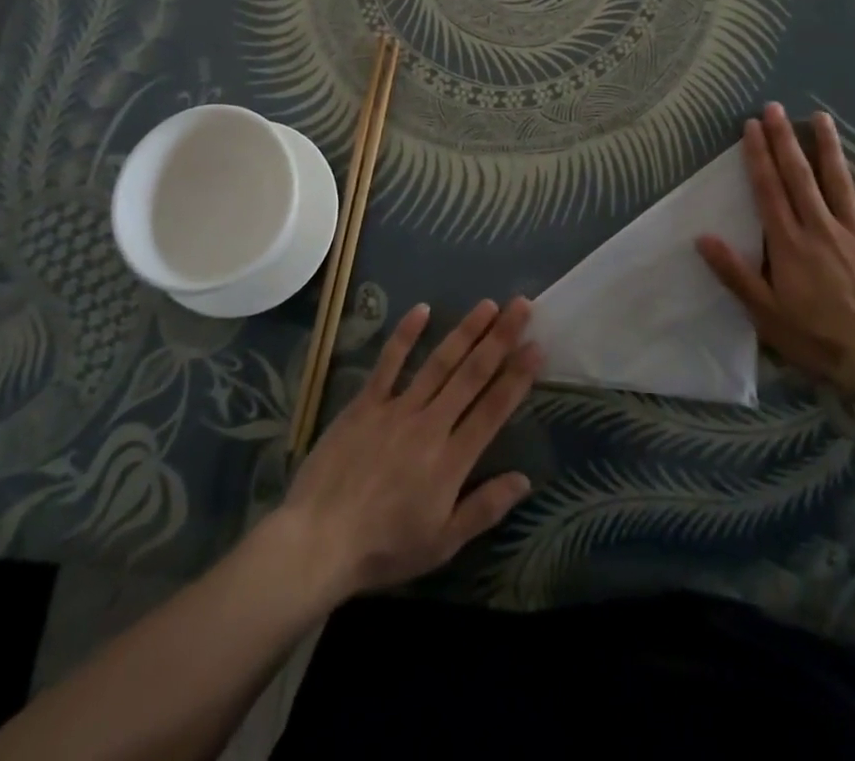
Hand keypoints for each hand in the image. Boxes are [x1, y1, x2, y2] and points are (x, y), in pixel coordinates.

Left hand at [276, 297, 541, 600]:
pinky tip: (421, 309)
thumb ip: (484, 508)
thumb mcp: (441, 543)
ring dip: (465, 331)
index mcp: (452, 460)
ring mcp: (396, 409)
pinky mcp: (365, 404)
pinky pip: (388, 364)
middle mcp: (430, 425)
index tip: (537, 346)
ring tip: (488, 305)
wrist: (317, 542)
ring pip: (438, 362)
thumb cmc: (383, 548)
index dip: (517, 376)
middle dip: (500, 339)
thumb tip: (525, 479)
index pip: (493, 409)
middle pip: (471, 375)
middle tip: (521, 306)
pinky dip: (404, 335)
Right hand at [696, 103, 854, 403]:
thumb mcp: (765, 314)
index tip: (751, 126)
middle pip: (799, 177)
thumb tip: (702, 237)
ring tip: (821, 117)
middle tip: (775, 108)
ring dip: (829, 147)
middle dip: (785, 140)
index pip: (769, 190)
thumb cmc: (817, 340)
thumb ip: (734, 273)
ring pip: (841, 182)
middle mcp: (821, 228)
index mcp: (789, 243)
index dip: (758, 156)